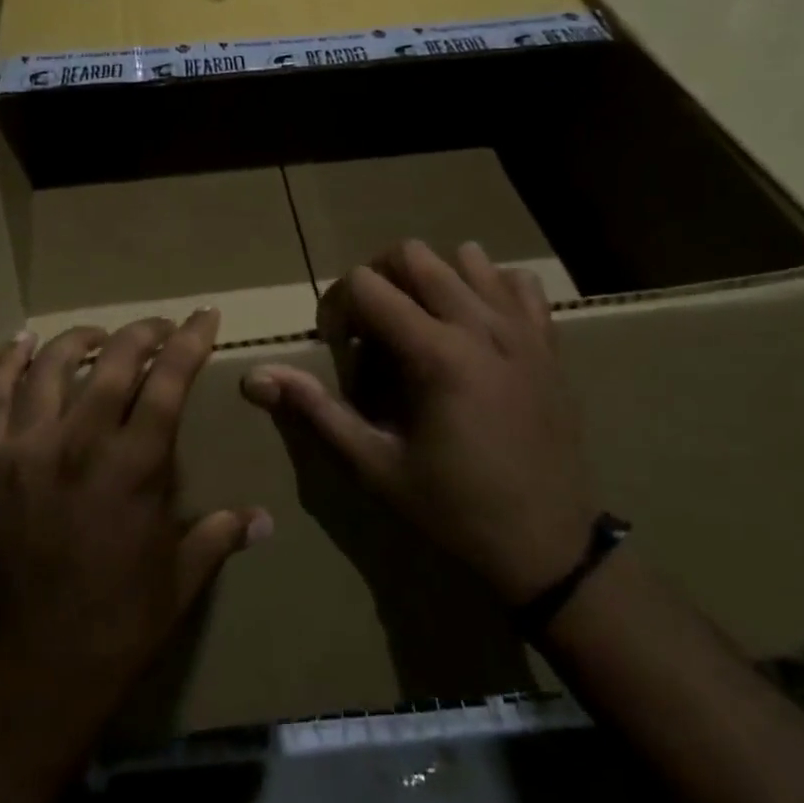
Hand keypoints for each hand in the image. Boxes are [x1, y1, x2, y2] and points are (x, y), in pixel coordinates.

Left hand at [0, 311, 270, 725]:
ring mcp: (25, 447)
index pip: (171, 379)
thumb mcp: (180, 581)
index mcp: (136, 465)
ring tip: (98, 338)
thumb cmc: (115, 626)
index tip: (205, 315)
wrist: (27, 672)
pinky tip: (24, 342)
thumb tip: (264, 519)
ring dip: (81, 340)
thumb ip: (220, 535)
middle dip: (145, 332)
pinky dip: (9, 359)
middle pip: (114, 358)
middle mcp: (81, 441)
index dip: (192, 340)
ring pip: (52, 364)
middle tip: (159, 329)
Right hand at [240, 240, 596, 605]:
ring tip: (422, 323)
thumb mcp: (376, 467)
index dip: (337, 305)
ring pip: (466, 257)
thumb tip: (253, 377)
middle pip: (412, 255)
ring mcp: (521, 329)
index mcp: (435, 354)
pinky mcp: (548, 342)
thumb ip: (316, 412)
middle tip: (372, 330)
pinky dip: (489, 286)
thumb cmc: (455, 510)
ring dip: (431, 278)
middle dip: (378, 280)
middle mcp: (480, 325)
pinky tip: (475, 323)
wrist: (550, 548)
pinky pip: (518, 282)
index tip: (339, 347)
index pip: (366, 283)